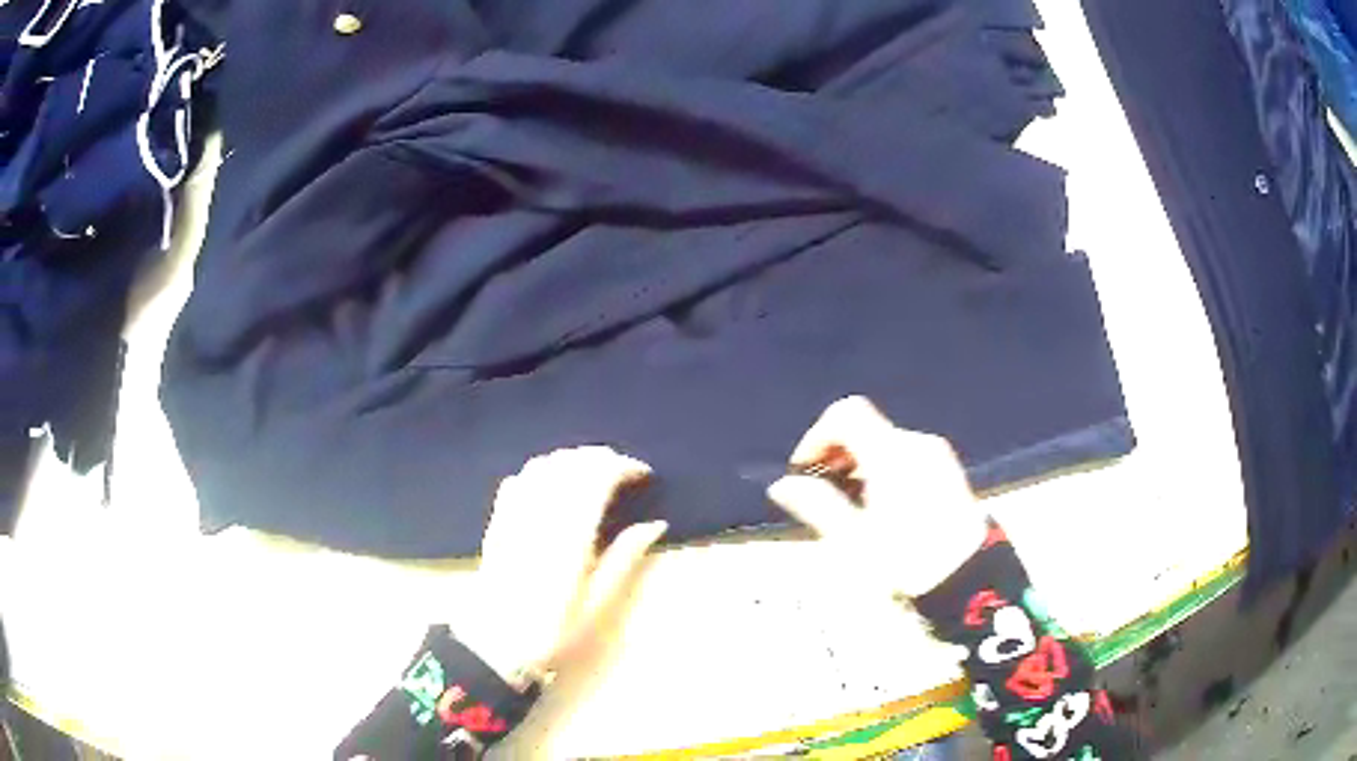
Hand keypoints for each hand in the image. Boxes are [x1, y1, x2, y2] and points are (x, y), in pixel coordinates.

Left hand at [455, 447, 667, 687]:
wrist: (495, 643)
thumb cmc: (554, 629)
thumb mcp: (598, 602)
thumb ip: (625, 557)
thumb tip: (656, 524)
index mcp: (571, 533)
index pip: (598, 476)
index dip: (624, 467)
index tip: (644, 476)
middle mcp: (542, 513)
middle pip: (572, 462)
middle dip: (602, 458)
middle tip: (624, 472)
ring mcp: (515, 513)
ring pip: (545, 464)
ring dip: (573, 459)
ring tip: (593, 474)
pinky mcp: (498, 520)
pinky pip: (520, 478)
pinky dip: (542, 470)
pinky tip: (552, 484)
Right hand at [767, 396, 987, 597]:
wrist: (970, 580)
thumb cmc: (907, 561)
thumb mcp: (854, 540)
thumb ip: (817, 505)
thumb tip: (783, 485)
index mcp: (891, 453)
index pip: (846, 413)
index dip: (817, 436)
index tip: (804, 472)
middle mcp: (916, 444)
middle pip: (865, 428)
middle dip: (836, 455)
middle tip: (822, 495)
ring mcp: (937, 456)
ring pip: (885, 444)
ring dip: (858, 465)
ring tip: (850, 508)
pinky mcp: (949, 471)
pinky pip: (906, 457)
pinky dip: (884, 470)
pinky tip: (882, 509)